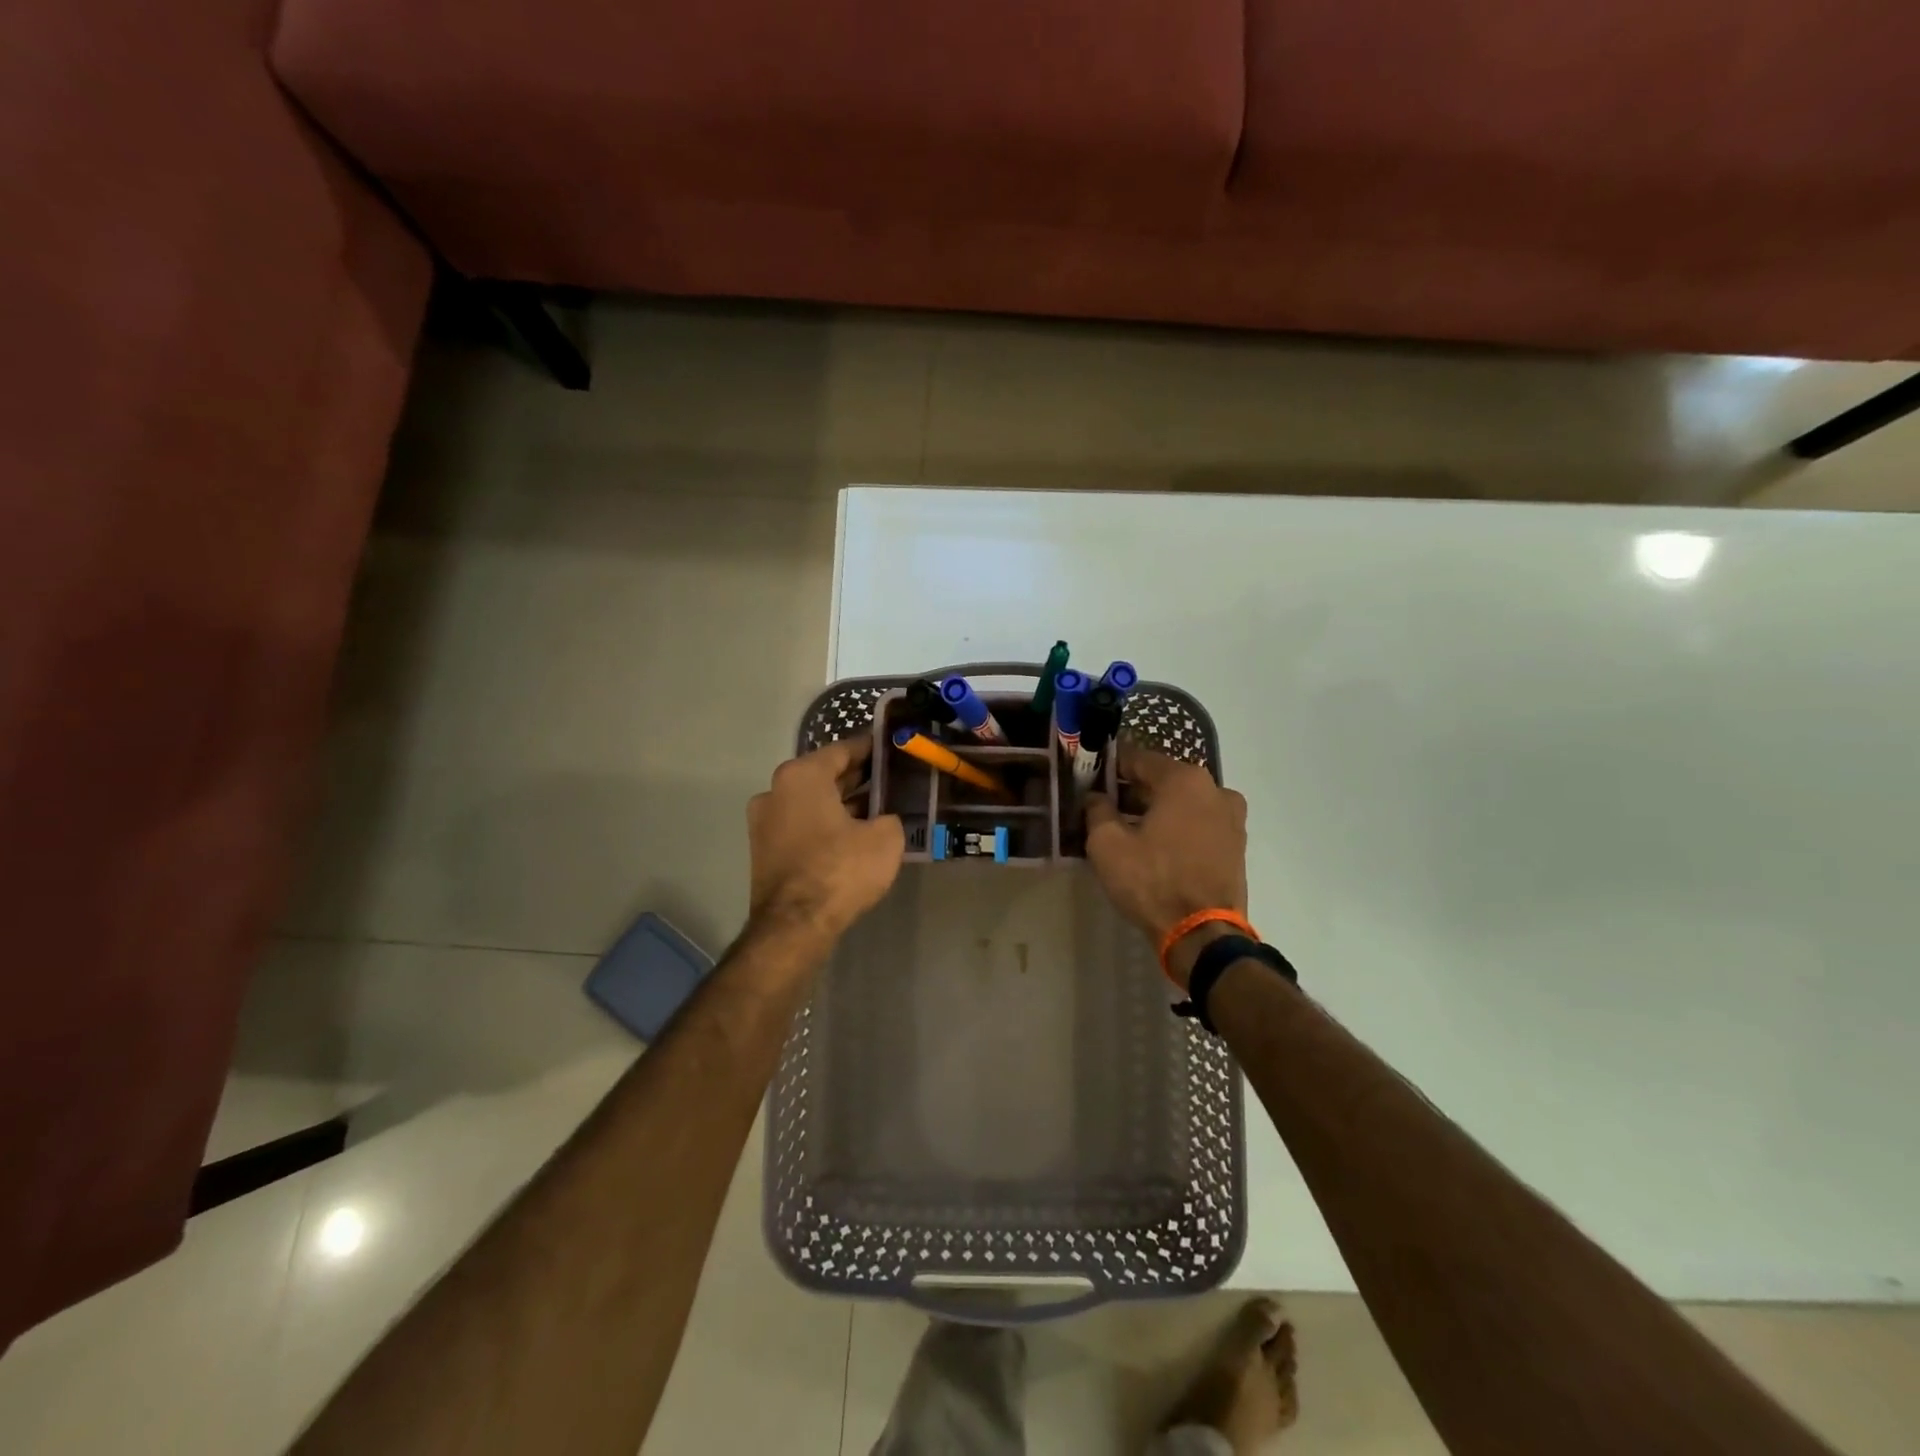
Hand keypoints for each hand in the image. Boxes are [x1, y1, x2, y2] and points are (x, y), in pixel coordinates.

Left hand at [748, 736, 904, 945]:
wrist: (794, 926)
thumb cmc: (840, 869)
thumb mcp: (885, 838)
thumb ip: (889, 816)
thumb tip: (883, 819)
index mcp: (802, 775)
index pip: (842, 750)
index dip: (871, 749)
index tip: (891, 748)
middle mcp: (776, 790)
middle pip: (824, 776)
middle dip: (857, 778)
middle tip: (890, 780)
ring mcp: (765, 822)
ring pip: (812, 803)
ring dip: (841, 804)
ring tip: (877, 809)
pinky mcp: (764, 850)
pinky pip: (802, 826)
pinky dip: (826, 825)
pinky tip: (854, 835)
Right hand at [1084, 741, 1247, 989]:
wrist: (1203, 934)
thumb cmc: (1152, 881)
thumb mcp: (1107, 844)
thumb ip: (1097, 810)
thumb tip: (1096, 797)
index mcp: (1184, 780)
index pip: (1139, 759)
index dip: (1110, 766)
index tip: (1090, 776)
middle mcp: (1214, 789)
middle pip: (1164, 779)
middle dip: (1134, 789)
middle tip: (1105, 805)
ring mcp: (1232, 818)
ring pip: (1184, 802)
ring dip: (1157, 809)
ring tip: (1129, 828)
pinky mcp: (1237, 845)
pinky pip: (1199, 823)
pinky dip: (1178, 827)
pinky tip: (1156, 846)